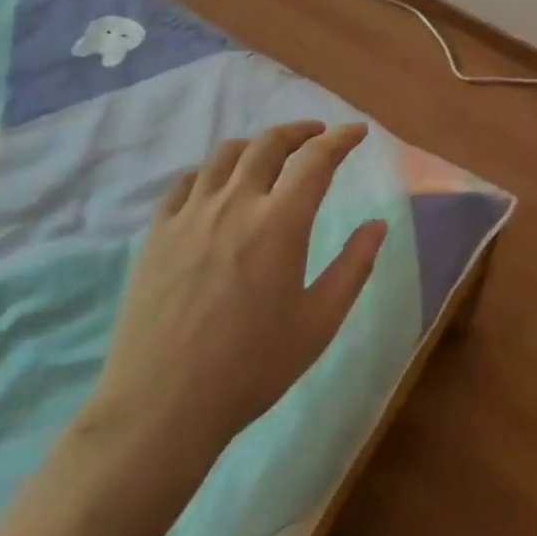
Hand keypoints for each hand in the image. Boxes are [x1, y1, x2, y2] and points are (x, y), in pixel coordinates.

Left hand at [83, 122, 386, 453]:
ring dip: (256, 145)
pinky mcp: (158, 231)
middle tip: (317, 134)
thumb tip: (378, 225)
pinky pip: (186, 182)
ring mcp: (191, 214)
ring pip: (225, 155)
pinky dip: (211, 171)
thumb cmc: (252, 367)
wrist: (163, 404)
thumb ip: (353, 267)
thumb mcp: (318, 323)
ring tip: (270, 154)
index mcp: (280, 223)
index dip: (342, 139)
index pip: (317, 160)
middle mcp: (235, 203)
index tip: (357, 131)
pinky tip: (216, 185)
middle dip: (300, 130)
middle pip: (269, 143)